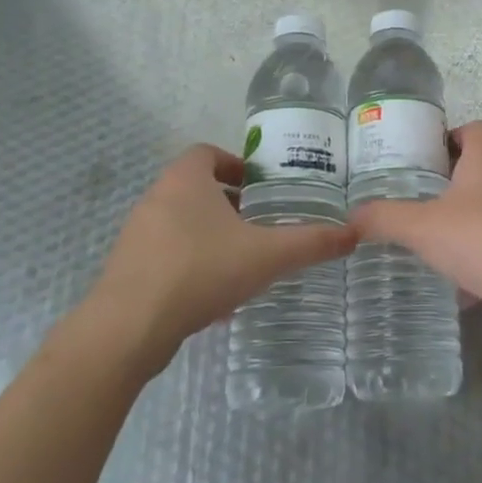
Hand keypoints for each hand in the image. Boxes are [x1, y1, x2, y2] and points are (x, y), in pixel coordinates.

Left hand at [80, 145, 356, 366]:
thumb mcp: (266, 256)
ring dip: (211, 236)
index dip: (235, 164)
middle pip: (196, 189)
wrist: (127, 330)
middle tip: (260, 224)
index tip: (260, 186)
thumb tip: (354, 234)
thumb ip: (310, 243)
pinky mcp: (127, 270)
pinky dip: (191, 265)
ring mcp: (136, 235)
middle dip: (229, 204)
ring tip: (242, 262)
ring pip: (181, 224)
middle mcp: (156, 199)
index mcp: (184, 180)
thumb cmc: (199, 272)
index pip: (207, 152)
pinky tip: (214, 298)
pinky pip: (166, 255)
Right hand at [350, 121, 481, 340]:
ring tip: (427, 240)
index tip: (421, 157)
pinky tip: (455, 285)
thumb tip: (351, 217)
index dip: (449, 136)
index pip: (475, 129)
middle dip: (448, 184)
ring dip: (462, 223)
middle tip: (413, 199)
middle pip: (480, 169)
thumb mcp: (423, 227)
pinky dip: (478, 261)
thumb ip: (385, 218)